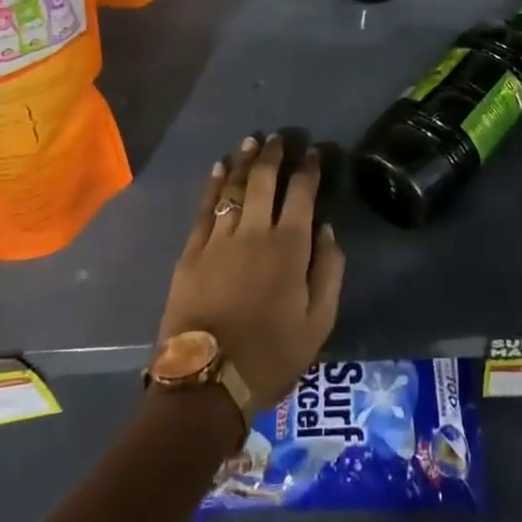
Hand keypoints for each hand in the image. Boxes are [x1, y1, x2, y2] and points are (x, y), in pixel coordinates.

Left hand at [157, 134, 345, 407]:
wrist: (206, 384)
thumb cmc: (270, 355)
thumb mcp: (318, 322)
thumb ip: (329, 271)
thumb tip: (327, 230)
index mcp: (290, 246)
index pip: (302, 193)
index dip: (309, 168)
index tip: (314, 152)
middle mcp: (254, 231)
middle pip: (264, 180)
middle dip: (273, 154)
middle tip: (278, 137)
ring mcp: (219, 238)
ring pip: (233, 186)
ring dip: (244, 161)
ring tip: (251, 141)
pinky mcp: (192, 251)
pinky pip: (205, 208)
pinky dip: (213, 184)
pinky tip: (218, 168)